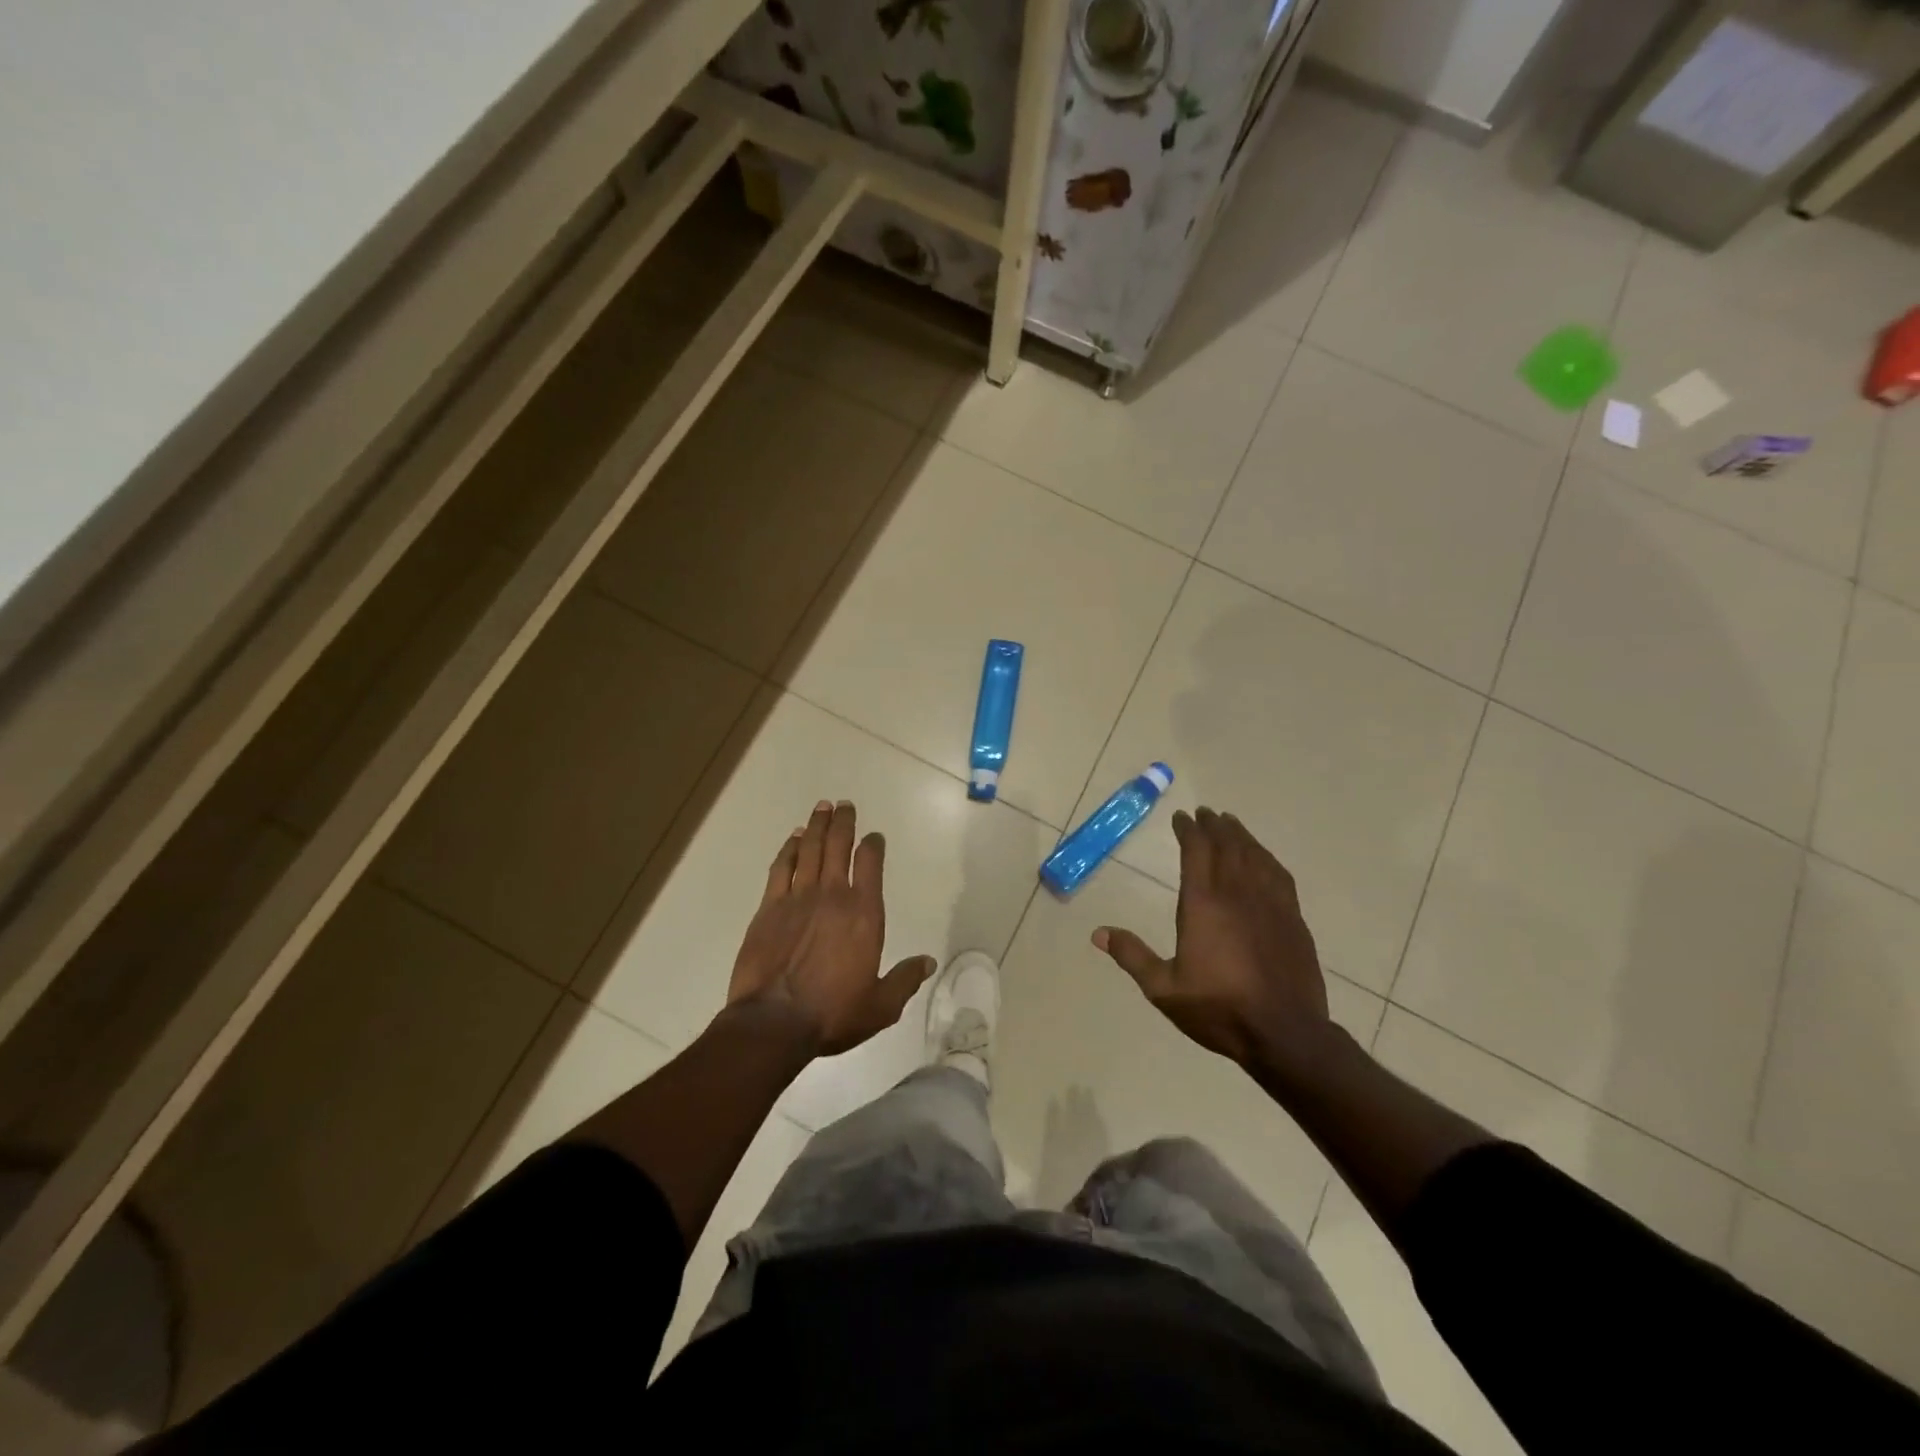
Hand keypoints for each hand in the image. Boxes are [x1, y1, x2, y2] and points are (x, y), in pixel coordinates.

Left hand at [727, 799, 934, 1055]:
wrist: (774, 1022)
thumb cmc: (832, 1014)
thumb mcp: (880, 1006)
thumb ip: (905, 980)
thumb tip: (929, 962)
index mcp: (864, 914)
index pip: (871, 865)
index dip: (873, 845)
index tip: (874, 836)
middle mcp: (833, 896)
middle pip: (839, 846)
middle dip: (843, 822)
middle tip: (844, 804)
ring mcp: (798, 898)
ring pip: (810, 850)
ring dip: (817, 826)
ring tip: (822, 807)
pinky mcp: (769, 908)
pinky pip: (781, 868)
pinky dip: (789, 849)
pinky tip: (794, 838)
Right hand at [1092, 807, 1331, 1069]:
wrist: (1285, 1034)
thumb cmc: (1219, 1009)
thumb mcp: (1164, 989)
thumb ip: (1132, 956)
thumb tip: (1097, 933)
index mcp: (1203, 904)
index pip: (1196, 852)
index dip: (1188, 830)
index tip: (1181, 817)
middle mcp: (1237, 894)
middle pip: (1226, 846)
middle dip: (1214, 826)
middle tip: (1205, 813)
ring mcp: (1270, 904)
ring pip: (1254, 856)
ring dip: (1240, 836)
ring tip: (1231, 823)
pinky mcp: (1293, 918)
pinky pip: (1279, 875)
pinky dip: (1267, 858)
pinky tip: (1263, 857)